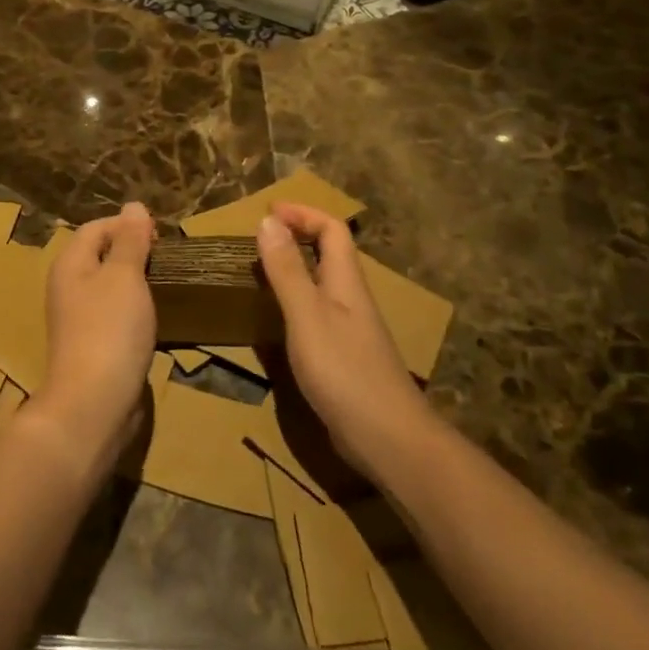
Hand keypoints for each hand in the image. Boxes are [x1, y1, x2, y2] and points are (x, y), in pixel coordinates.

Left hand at [34, 202, 156, 472]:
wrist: (94, 403)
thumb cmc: (110, 330)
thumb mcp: (125, 276)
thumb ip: (130, 240)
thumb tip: (133, 205)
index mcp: (70, 264)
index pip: (96, 228)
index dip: (127, 225)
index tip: (161, 237)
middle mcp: (68, 287)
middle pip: (101, 256)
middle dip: (134, 252)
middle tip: (167, 259)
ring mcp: (79, 319)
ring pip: (109, 287)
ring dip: (136, 282)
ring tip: (166, 284)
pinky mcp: (93, 346)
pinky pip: (114, 315)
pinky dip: (134, 310)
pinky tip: (154, 318)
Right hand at [256, 203, 435, 480]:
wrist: (388, 437)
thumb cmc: (344, 370)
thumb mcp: (306, 315)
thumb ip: (287, 270)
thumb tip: (269, 220)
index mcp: (345, 281)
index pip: (332, 230)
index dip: (303, 214)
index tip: (268, 212)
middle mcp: (352, 299)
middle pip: (331, 254)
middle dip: (299, 236)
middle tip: (260, 238)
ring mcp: (352, 330)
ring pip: (324, 284)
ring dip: (296, 269)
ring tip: (261, 273)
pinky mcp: (346, 358)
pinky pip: (319, 314)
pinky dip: (296, 303)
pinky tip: (279, 322)